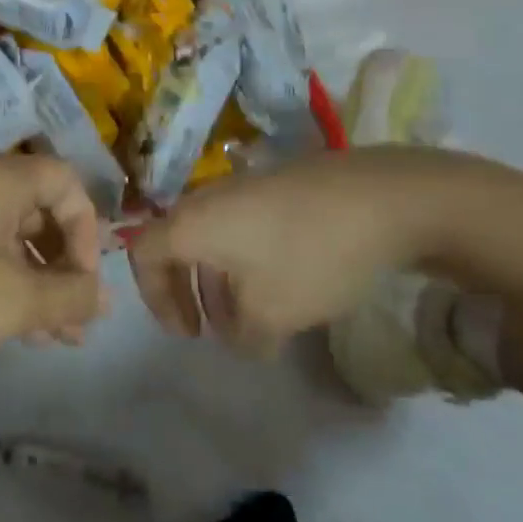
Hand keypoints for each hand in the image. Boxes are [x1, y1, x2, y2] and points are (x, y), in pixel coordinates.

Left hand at [0, 155, 107, 390]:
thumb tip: (103, 297)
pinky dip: (3, 277)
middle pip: (38, 206)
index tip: (84, 282)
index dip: (87, 228)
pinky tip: (10, 324)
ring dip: (36, 278)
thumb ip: (69, 296)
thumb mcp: (14, 303)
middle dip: (63, 263)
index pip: (65, 180)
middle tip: (74, 321)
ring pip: (9, 232)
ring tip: (50, 337)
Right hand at [127, 146, 451, 356]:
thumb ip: (244, 335)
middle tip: (209, 329)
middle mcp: (207, 198)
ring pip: (212, 236)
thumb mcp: (273, 313)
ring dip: (219, 280)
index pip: (142, 253)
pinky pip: (241, 224)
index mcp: (191, 224)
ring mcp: (243, 186)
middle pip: (176, 243)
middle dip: (186, 291)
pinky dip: (245, 259)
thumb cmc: (309, 256)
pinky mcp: (276, 184)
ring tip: (250, 318)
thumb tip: (243, 338)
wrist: (380, 197)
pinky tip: (283, 285)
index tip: (187, 333)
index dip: (154, 297)